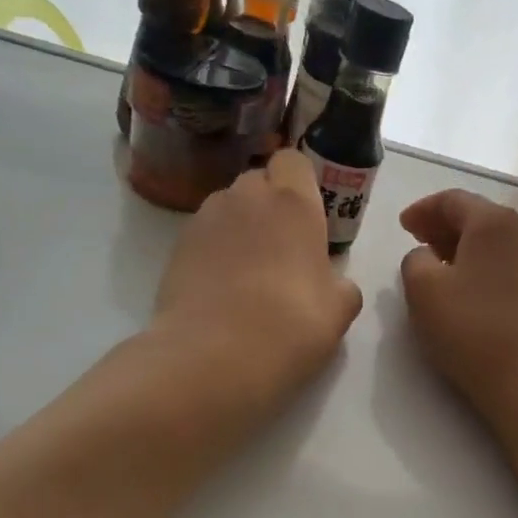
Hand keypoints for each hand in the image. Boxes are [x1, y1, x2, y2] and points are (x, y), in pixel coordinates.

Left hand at [150, 151, 362, 413]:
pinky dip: (215, 251)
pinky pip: (204, 236)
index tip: (309, 214)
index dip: (300, 182)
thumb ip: (341, 284)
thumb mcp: (340, 310)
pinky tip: (224, 289)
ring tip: (250, 273)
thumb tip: (332, 282)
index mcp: (292, 202)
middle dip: (270, 203)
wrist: (214, 357)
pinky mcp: (175, 248)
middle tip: (284, 247)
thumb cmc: (291, 325)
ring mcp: (204, 220)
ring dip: (241, 226)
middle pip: (258, 181)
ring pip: (227, 207)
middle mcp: (245, 198)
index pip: (292, 159)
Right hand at [398, 190, 517, 437]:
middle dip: (442, 225)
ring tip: (436, 264)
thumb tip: (427, 257)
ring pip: (491, 240)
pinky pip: (504, 262)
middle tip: (416, 240)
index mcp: (493, 221)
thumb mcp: (422, 289)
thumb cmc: (471, 328)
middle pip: (476, 216)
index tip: (402, 226)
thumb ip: (414, 260)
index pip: (452, 200)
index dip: (422, 209)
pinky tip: (465, 286)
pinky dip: (480, 263)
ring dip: (461, 246)